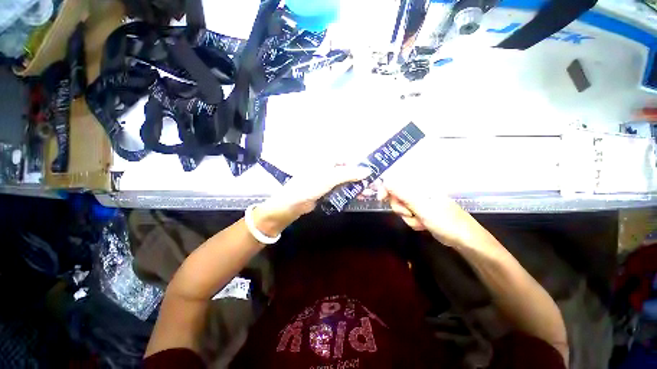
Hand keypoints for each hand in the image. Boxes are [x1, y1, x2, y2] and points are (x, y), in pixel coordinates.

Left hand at [253, 165, 371, 234]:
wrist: (292, 203)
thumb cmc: (309, 185)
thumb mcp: (331, 177)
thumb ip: (350, 173)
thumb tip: (368, 171)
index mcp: (327, 160)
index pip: (348, 160)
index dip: (360, 166)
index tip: (372, 174)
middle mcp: (328, 168)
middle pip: (348, 171)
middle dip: (360, 178)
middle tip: (373, 186)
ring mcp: (327, 180)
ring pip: (346, 182)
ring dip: (357, 187)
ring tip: (368, 194)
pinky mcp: (326, 192)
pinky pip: (341, 190)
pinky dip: (349, 193)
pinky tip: (359, 198)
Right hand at [378, 177, 475, 246]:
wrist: (461, 236)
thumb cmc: (444, 220)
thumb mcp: (422, 208)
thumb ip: (403, 194)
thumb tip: (386, 180)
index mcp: (421, 186)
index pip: (397, 181)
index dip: (387, 188)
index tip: (381, 198)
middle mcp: (420, 192)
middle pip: (398, 197)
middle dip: (402, 209)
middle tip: (411, 214)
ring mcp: (422, 204)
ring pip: (404, 210)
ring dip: (410, 219)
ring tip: (422, 222)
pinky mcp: (424, 214)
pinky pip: (411, 217)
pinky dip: (415, 223)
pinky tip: (424, 226)